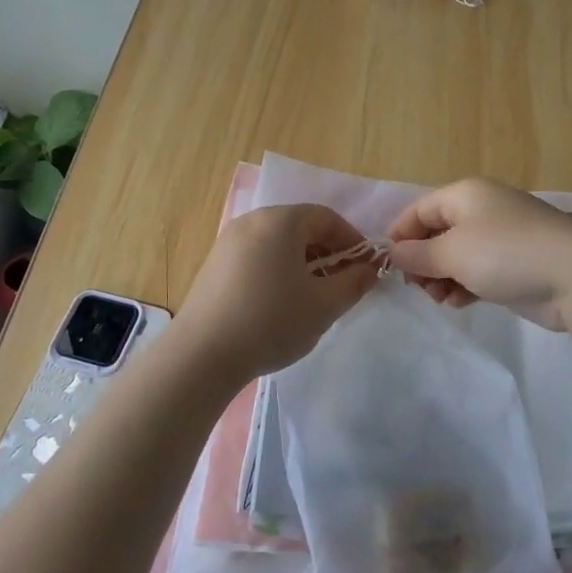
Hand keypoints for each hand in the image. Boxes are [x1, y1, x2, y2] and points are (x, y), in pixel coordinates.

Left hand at [174, 204, 380, 382]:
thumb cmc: (271, 321)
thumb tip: (369, 269)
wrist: (202, 355)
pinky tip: (281, 303)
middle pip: (300, 227)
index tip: (365, 267)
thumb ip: (354, 283)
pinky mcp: (214, 265)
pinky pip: (257, 257)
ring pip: (277, 243)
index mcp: (280, 221)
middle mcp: (251, 222)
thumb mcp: (324, 305)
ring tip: (313, 297)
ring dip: (303, 263)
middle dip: (327, 252)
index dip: (351, 240)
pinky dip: (277, 270)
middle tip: (342, 284)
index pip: (326, 217)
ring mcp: (228, 242)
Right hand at [385, 178, 571, 330]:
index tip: (389, 267)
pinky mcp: (515, 264)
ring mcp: (501, 237)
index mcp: (465, 194)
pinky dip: (464, 285)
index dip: (400, 236)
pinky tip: (460, 303)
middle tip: (419, 288)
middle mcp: (482, 210)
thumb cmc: (506, 254)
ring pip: (456, 256)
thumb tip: (392, 252)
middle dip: (422, 262)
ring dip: (441, 278)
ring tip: (441, 300)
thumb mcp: (452, 252)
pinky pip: (477, 271)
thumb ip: (417, 254)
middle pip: (437, 234)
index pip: (419, 210)